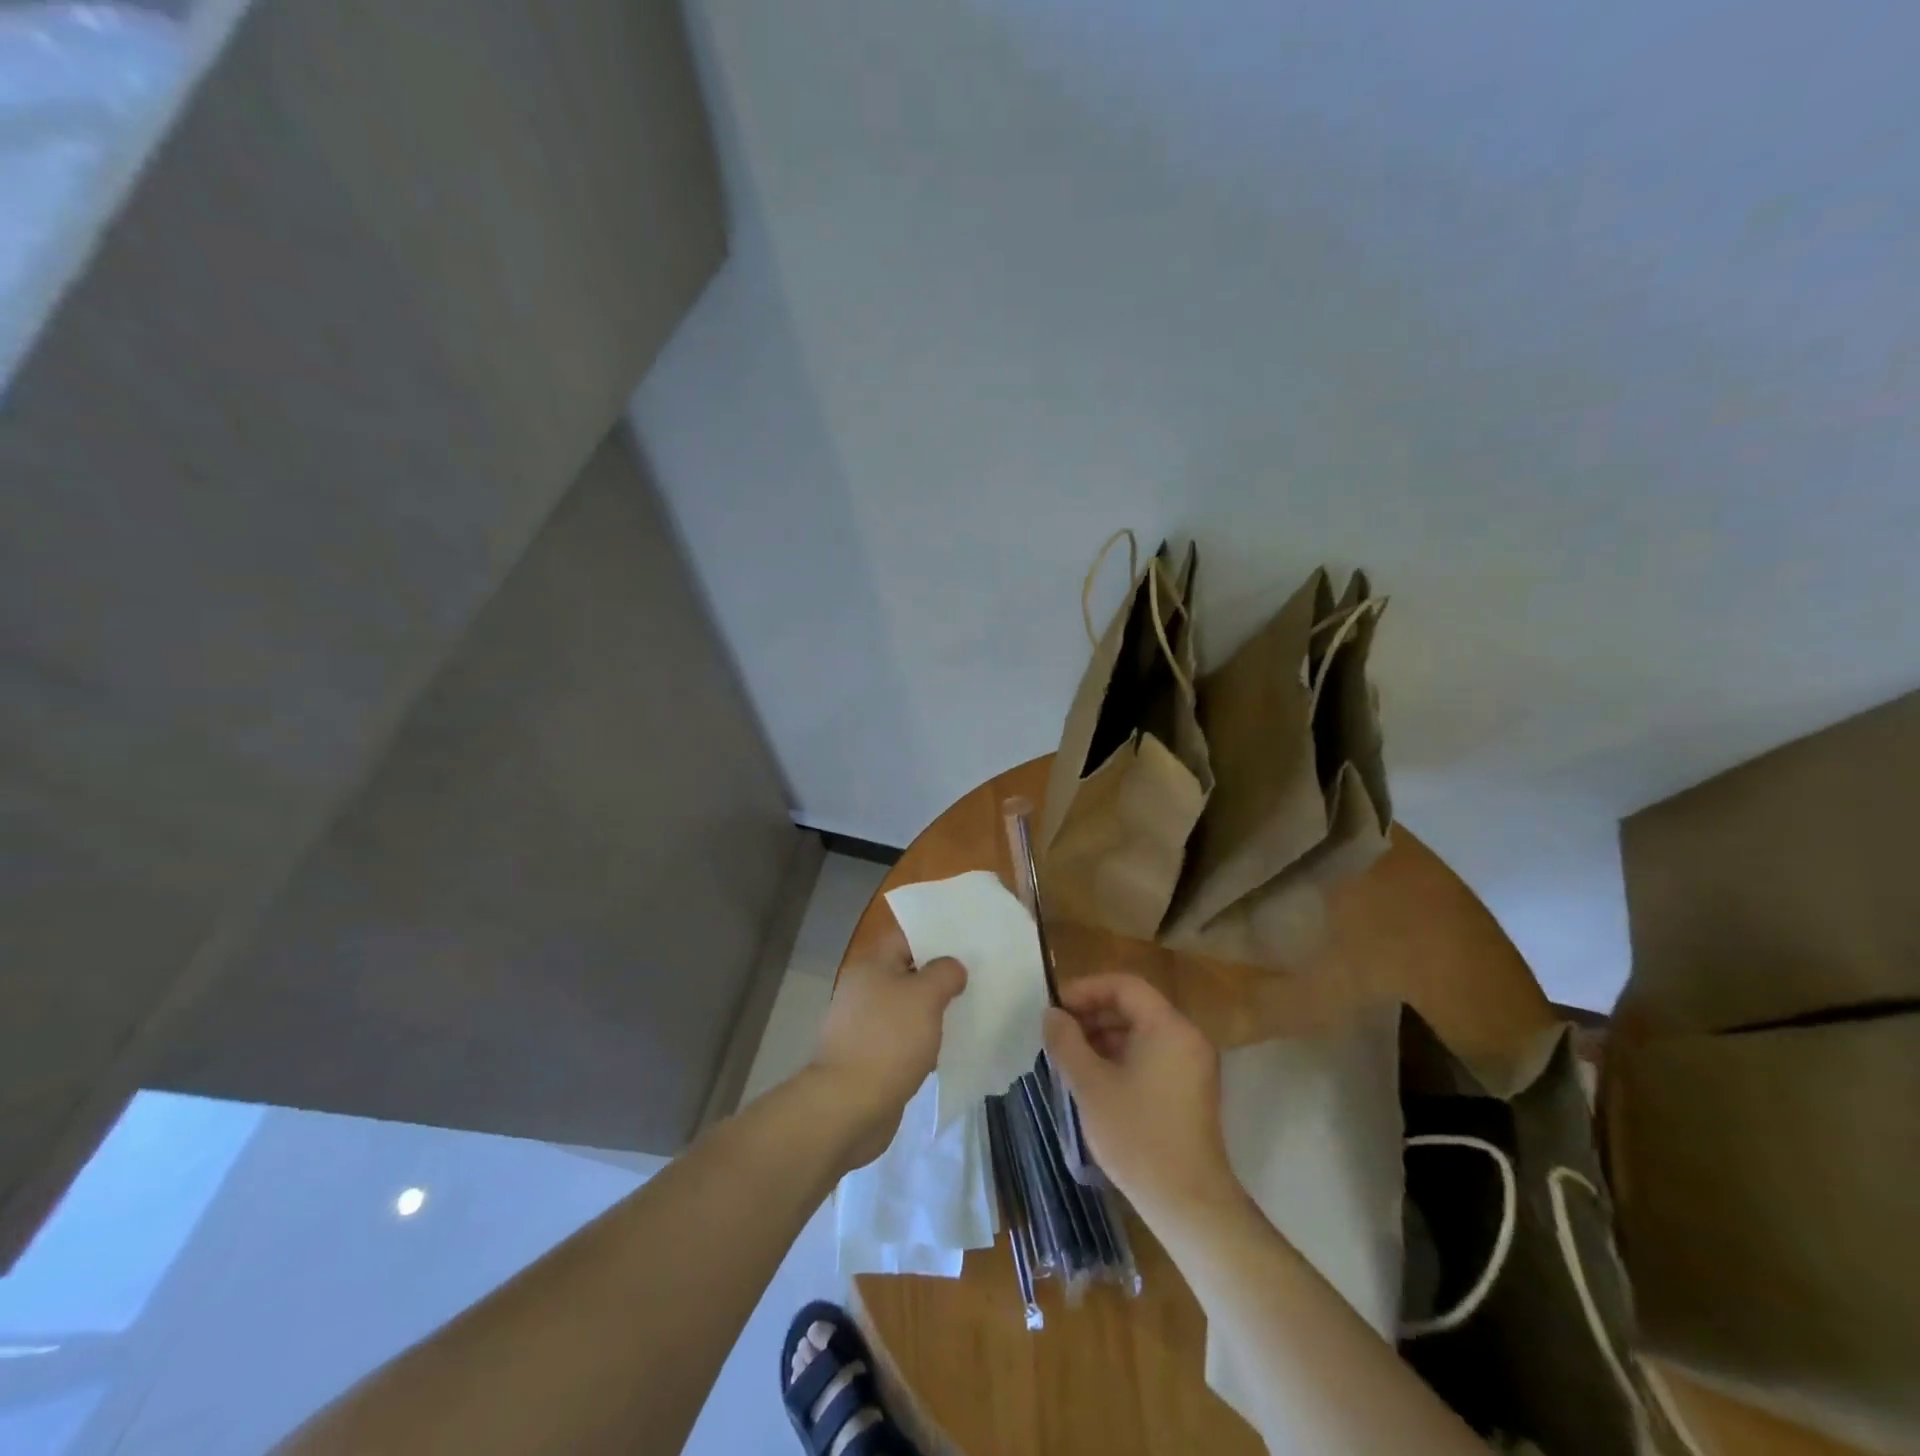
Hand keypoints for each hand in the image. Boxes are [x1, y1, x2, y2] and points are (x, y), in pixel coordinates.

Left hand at [809, 931, 965, 1168]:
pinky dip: (921, 1042)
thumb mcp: (925, 996)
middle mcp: (863, 990)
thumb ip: (944, 974)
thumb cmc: (888, 1041)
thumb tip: (952, 968)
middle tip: (974, 979)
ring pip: (906, 1009)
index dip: (935, 938)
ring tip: (967, 1013)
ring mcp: (864, 1026)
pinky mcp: (870, 1058)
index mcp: (871, 966)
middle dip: (938, 978)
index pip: (906, 938)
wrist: (849, 1106)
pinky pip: (902, 1040)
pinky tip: (945, 1049)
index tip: (967, 945)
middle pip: (907, 973)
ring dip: (932, 1013)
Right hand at [1043, 973, 1241, 1227]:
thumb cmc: (1137, 1136)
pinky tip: (1095, 1078)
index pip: (1124, 986)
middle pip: (1134, 1006)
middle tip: (1058, 1033)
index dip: (1086, 990)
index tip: (1055, 1008)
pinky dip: (1123, 1056)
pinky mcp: (1192, 1089)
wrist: (1188, 1203)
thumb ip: (1066, 1042)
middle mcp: (1187, 1036)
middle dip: (1093, 1014)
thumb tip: (1052, 1015)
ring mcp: (1193, 1064)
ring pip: (1142, 1032)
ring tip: (1070, 1056)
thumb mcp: (1090, 1085)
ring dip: (1105, 1036)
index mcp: (1168, 1027)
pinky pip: (1153, 1054)